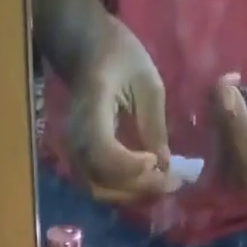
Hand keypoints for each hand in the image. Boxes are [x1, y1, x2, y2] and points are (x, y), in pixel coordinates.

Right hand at [65, 15, 172, 201]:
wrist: (86, 51)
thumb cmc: (118, 56)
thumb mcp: (146, 81)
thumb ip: (155, 124)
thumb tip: (165, 166)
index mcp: (91, 109)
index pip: (103, 153)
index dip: (130, 167)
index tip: (156, 161)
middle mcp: (76, 138)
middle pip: (103, 181)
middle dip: (139, 187)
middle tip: (171, 183)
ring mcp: (74, 154)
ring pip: (101, 192)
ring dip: (133, 194)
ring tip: (161, 184)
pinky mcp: (80, 163)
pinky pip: (100, 189)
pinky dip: (124, 192)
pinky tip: (146, 183)